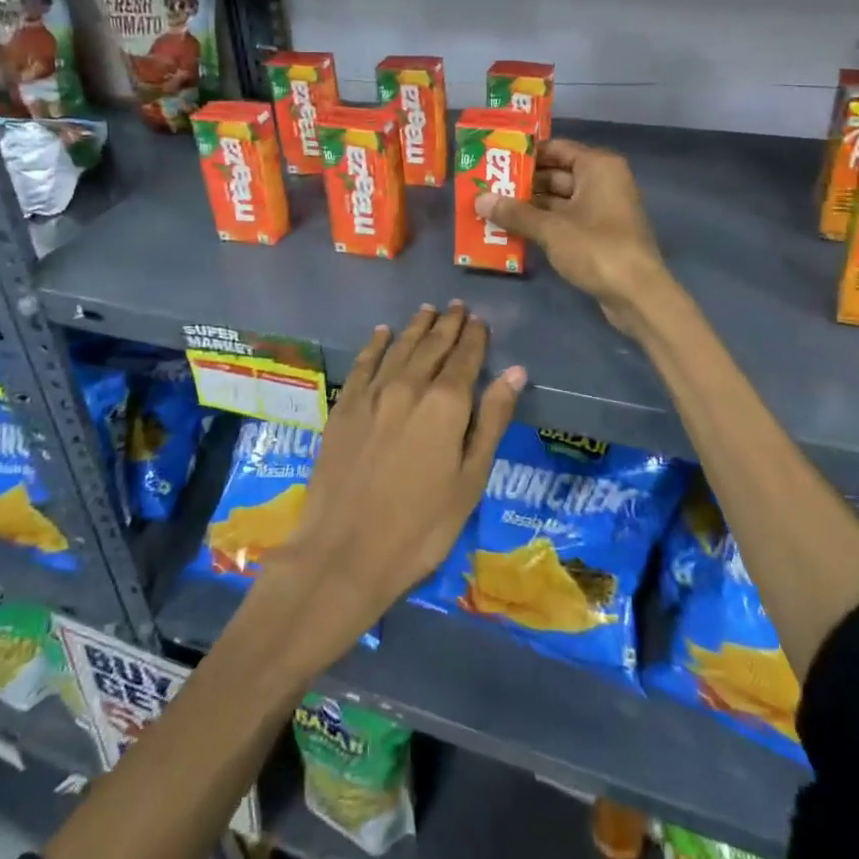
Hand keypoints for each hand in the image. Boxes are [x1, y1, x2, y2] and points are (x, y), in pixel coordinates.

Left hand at [261, 303, 523, 660]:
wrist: (345, 551)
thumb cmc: (421, 526)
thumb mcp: (470, 479)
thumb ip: (492, 421)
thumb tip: (515, 372)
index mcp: (445, 404)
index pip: (465, 358)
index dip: (474, 337)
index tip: (479, 320)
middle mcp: (408, 387)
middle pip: (431, 346)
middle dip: (447, 325)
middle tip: (456, 307)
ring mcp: (371, 394)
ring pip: (398, 348)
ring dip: (415, 328)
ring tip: (427, 311)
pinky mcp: (344, 407)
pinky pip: (364, 364)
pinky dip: (375, 345)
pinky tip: (382, 333)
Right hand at [474, 139, 669, 335]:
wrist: (637, 294)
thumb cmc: (596, 248)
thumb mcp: (550, 229)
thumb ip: (514, 213)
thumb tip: (479, 199)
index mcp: (598, 167)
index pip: (556, 148)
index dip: (525, 155)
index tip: (494, 161)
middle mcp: (604, 181)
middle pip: (556, 175)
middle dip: (523, 184)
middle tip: (487, 189)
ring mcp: (603, 209)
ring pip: (559, 200)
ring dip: (530, 207)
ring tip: (492, 211)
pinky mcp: (600, 235)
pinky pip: (566, 220)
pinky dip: (544, 224)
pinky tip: (514, 232)